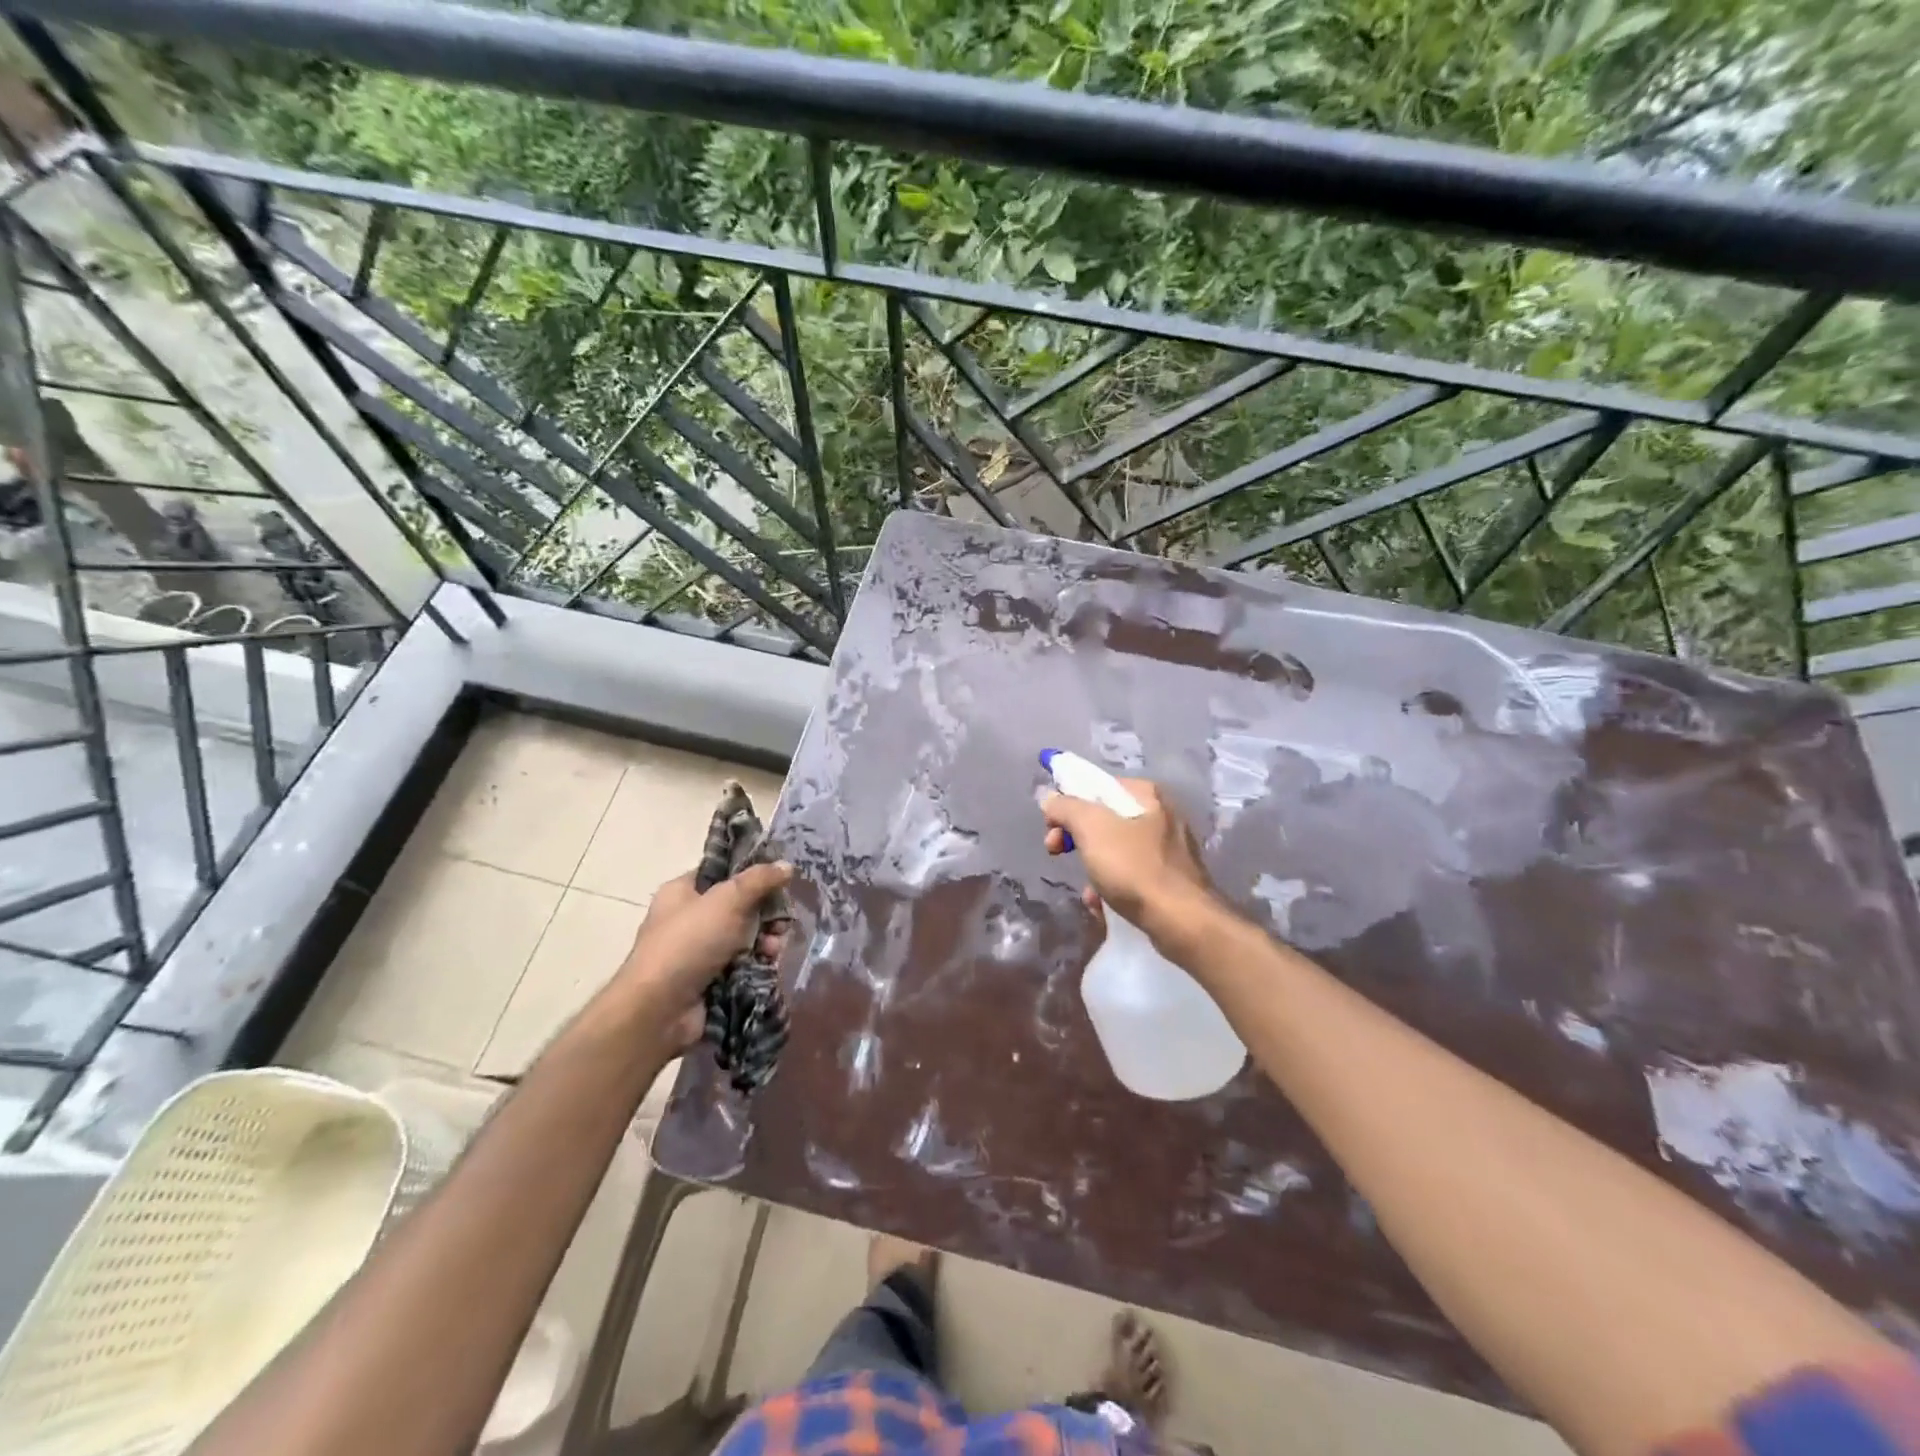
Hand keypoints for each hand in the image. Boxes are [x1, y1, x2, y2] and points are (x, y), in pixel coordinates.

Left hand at [615, 864, 792, 1051]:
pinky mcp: (711, 979)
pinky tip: (768, 964)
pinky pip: (743, 962)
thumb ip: (759, 879)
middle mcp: (690, 918)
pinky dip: (758, 962)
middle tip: (782, 922)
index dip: (751, 872)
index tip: (779, 878)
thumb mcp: (727, 900)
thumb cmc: (688, 943)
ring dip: (766, 940)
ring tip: (774, 949)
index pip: (722, 872)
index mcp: (683, 891)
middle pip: (740, 905)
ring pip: (746, 936)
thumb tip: (786, 865)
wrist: (660, 1010)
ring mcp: (700, 951)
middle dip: (766, 913)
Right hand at [1041, 778, 1215, 937]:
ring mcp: (1169, 850)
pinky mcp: (1171, 881)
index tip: (1051, 826)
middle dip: (1076, 837)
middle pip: (1105, 818)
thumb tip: (1051, 800)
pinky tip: (1103, 905)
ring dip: (1093, 867)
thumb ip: (1066, 807)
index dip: (1068, 802)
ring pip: (1116, 850)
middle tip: (1056, 852)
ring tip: (1087, 890)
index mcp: (1147, 795)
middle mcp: (1162, 816)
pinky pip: (1131, 876)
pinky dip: (1113, 888)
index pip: (1097, 786)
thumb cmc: (1135, 868)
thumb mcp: (1092, 828)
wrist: (1183, 922)